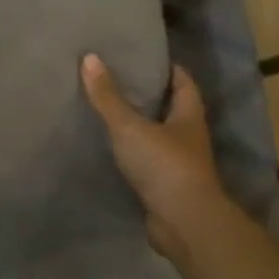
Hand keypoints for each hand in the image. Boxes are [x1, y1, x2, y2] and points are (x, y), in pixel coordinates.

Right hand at [81, 54, 222, 262]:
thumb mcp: (130, 127)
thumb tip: (89, 57)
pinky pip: (145, 161)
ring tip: (106, 111)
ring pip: (157, 135)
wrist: (183, 222)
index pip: (183, 81)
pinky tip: (108, 148)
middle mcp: (188, 136)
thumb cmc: (164, 166)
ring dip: (137, 125)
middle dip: (147, 94)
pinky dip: (130, 153)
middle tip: (115, 79)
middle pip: (170, 107)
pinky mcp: (164, 186)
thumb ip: (108, 97)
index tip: (141, 56)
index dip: (166, 67)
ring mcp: (178, 163)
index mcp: (188, 115)